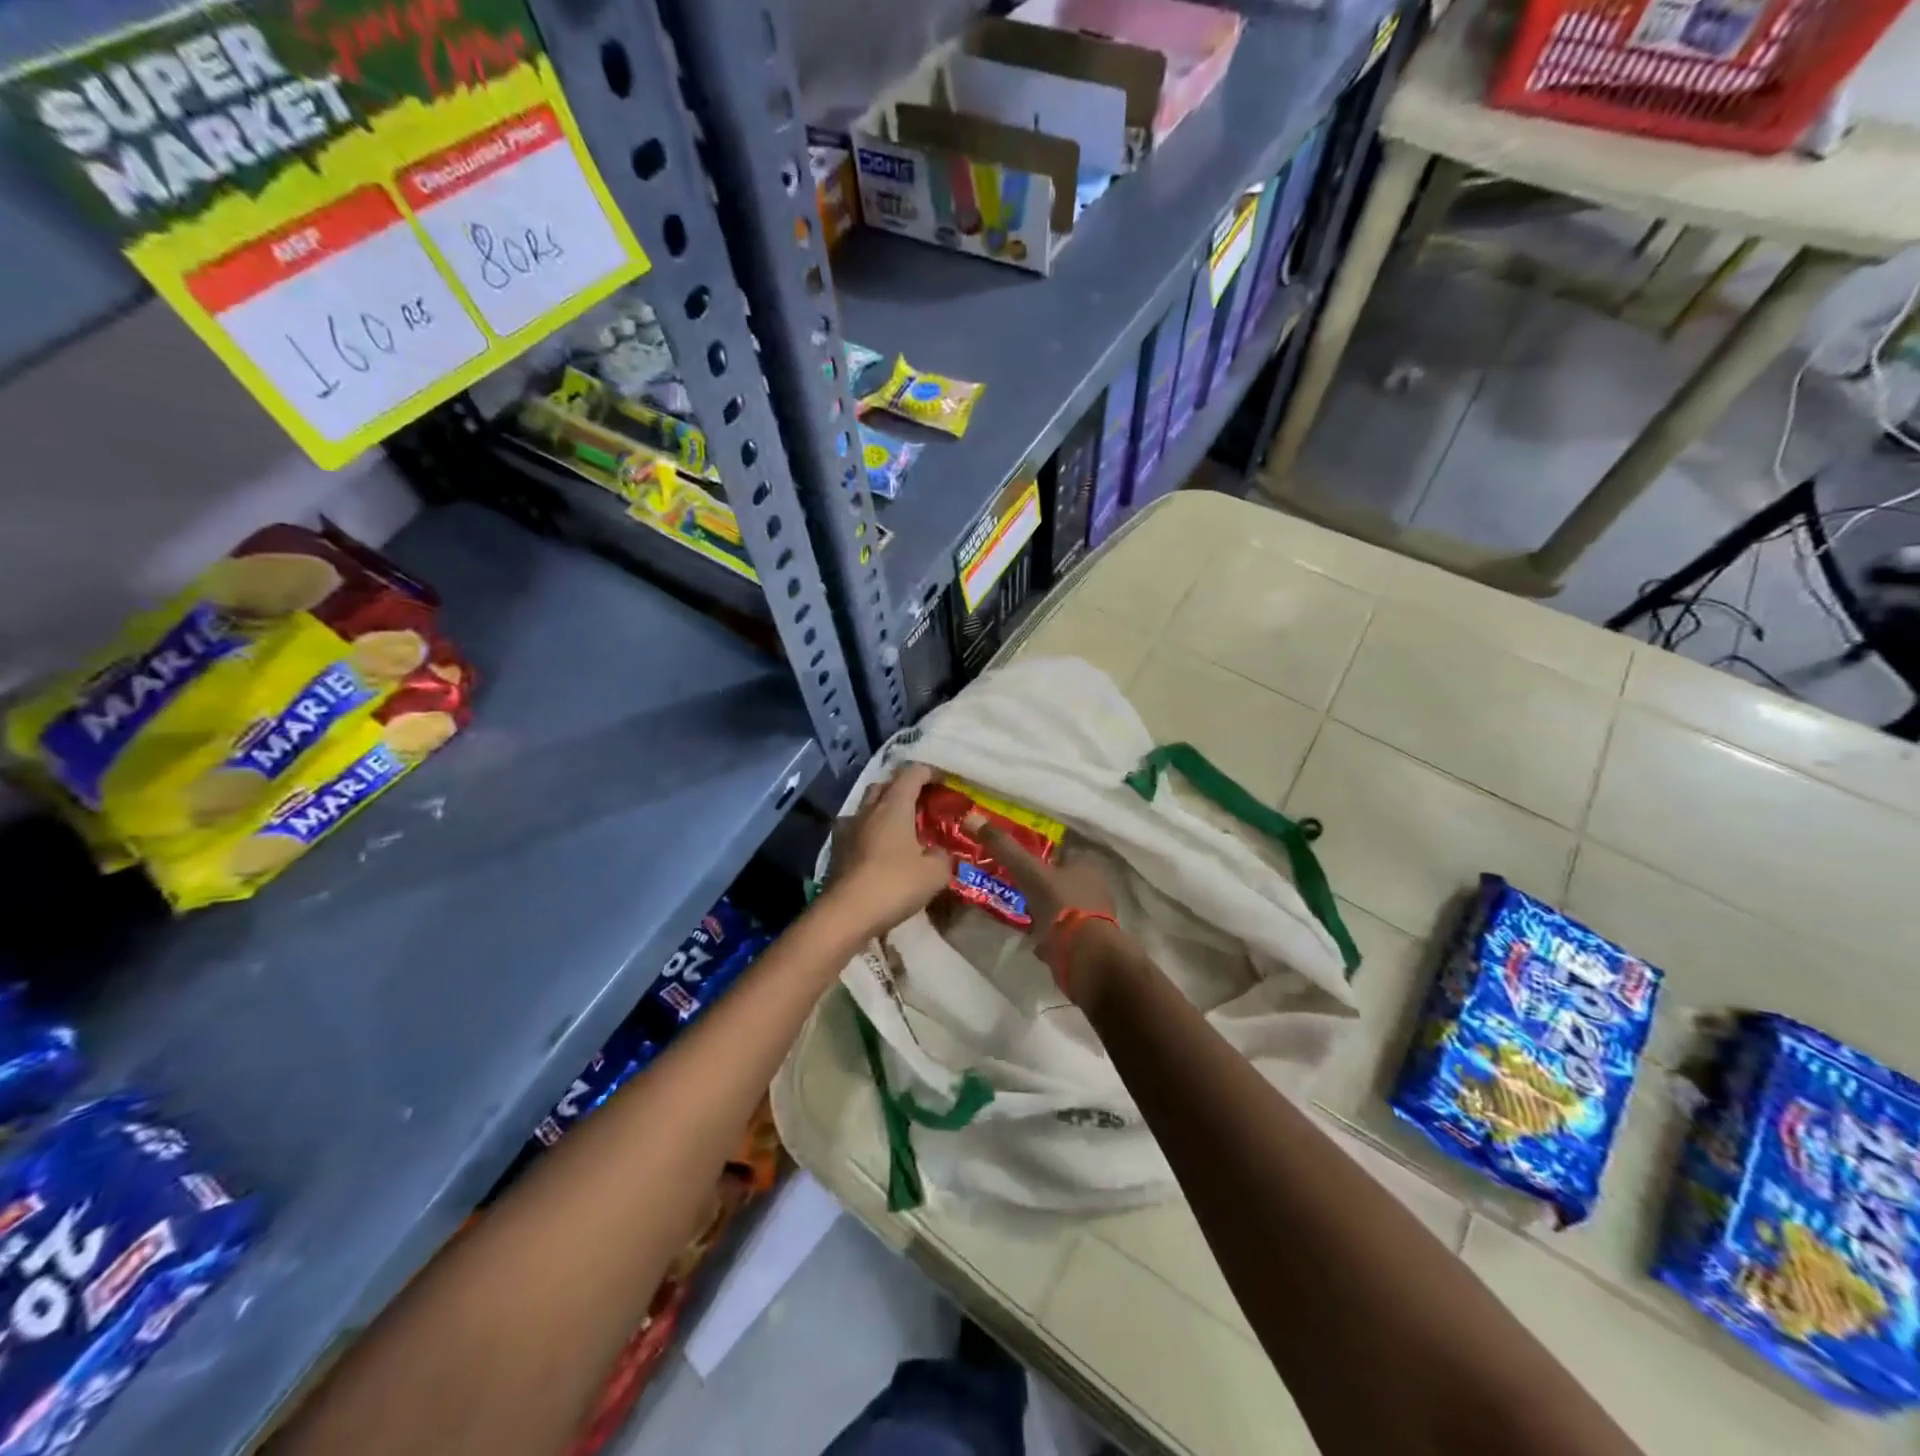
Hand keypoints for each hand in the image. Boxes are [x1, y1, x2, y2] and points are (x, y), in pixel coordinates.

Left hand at [827, 764, 952, 938]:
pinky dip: (868, 832)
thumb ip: (942, 856)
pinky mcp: (836, 850)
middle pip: (884, 785)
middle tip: (920, 802)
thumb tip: (938, 852)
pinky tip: (876, 848)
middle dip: (902, 788)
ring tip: (898, 826)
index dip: (928, 772)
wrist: (846, 914)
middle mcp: (868, 810)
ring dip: (882, 809)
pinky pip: (855, 830)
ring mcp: (847, 829)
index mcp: (894, 806)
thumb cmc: (895, 884)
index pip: (911, 774)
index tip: (941, 780)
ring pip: (866, 807)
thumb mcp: (934, 873)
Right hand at [976, 825, 1121, 999]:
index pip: (1061, 849)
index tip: (1016, 855)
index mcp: (1088, 864)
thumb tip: (971, 817)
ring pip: (1059, 903)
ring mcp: (1092, 915)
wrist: (1085, 958)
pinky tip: (1029, 933)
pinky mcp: (1085, 941)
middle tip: (1011, 881)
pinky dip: (1045, 929)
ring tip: (1016, 907)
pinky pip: (1060, 928)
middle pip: (1060, 877)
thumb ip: (1004, 847)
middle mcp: (1095, 886)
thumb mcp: (1029, 872)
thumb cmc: (1062, 906)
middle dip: (1038, 880)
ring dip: (1041, 906)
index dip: (1039, 851)